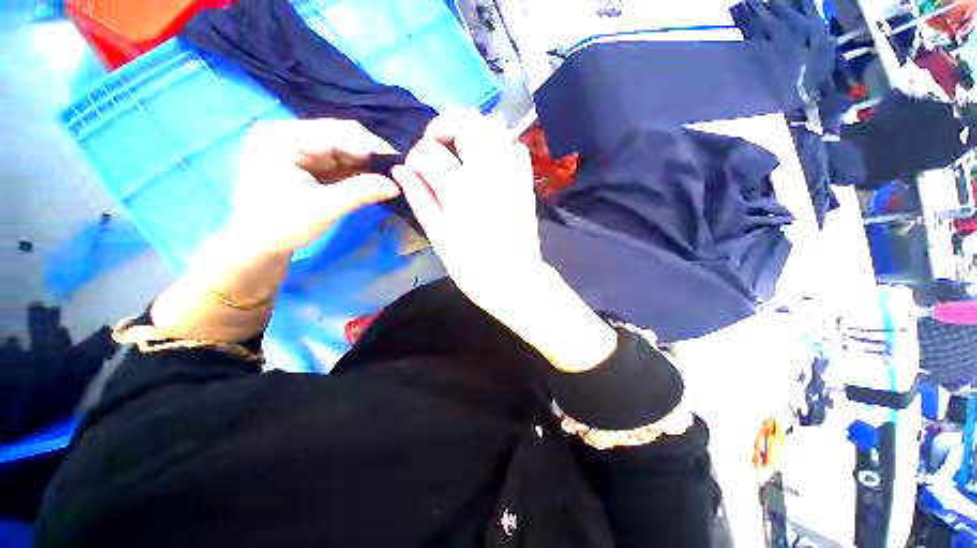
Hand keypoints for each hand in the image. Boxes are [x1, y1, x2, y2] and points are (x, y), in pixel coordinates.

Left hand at [229, 118, 401, 254]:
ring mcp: (296, 148)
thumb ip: (360, 192)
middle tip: (398, 171)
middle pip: (339, 137)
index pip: (334, 132)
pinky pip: (338, 162)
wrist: (258, 247)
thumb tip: (396, 185)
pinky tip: (374, 180)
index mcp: (281, 137)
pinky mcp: (305, 163)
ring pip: (342, 150)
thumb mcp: (323, 208)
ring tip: (390, 176)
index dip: (370, 146)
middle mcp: (288, 135)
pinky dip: (357, 172)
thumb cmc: (282, 226)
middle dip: (370, 155)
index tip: (398, 162)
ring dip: (366, 164)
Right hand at [391, 110, 544, 310]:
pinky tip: (490, 166)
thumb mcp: (439, 238)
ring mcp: (512, 176)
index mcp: (461, 192)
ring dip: (472, 133)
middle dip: (443, 126)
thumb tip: (401, 171)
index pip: (429, 151)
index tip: (416, 173)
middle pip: (467, 121)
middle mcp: (488, 175)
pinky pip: (515, 148)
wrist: (516, 281)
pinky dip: (499, 147)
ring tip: (461, 154)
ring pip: (494, 128)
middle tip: (438, 148)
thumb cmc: (474, 269)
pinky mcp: (526, 183)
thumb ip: (420, 200)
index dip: (416, 157)